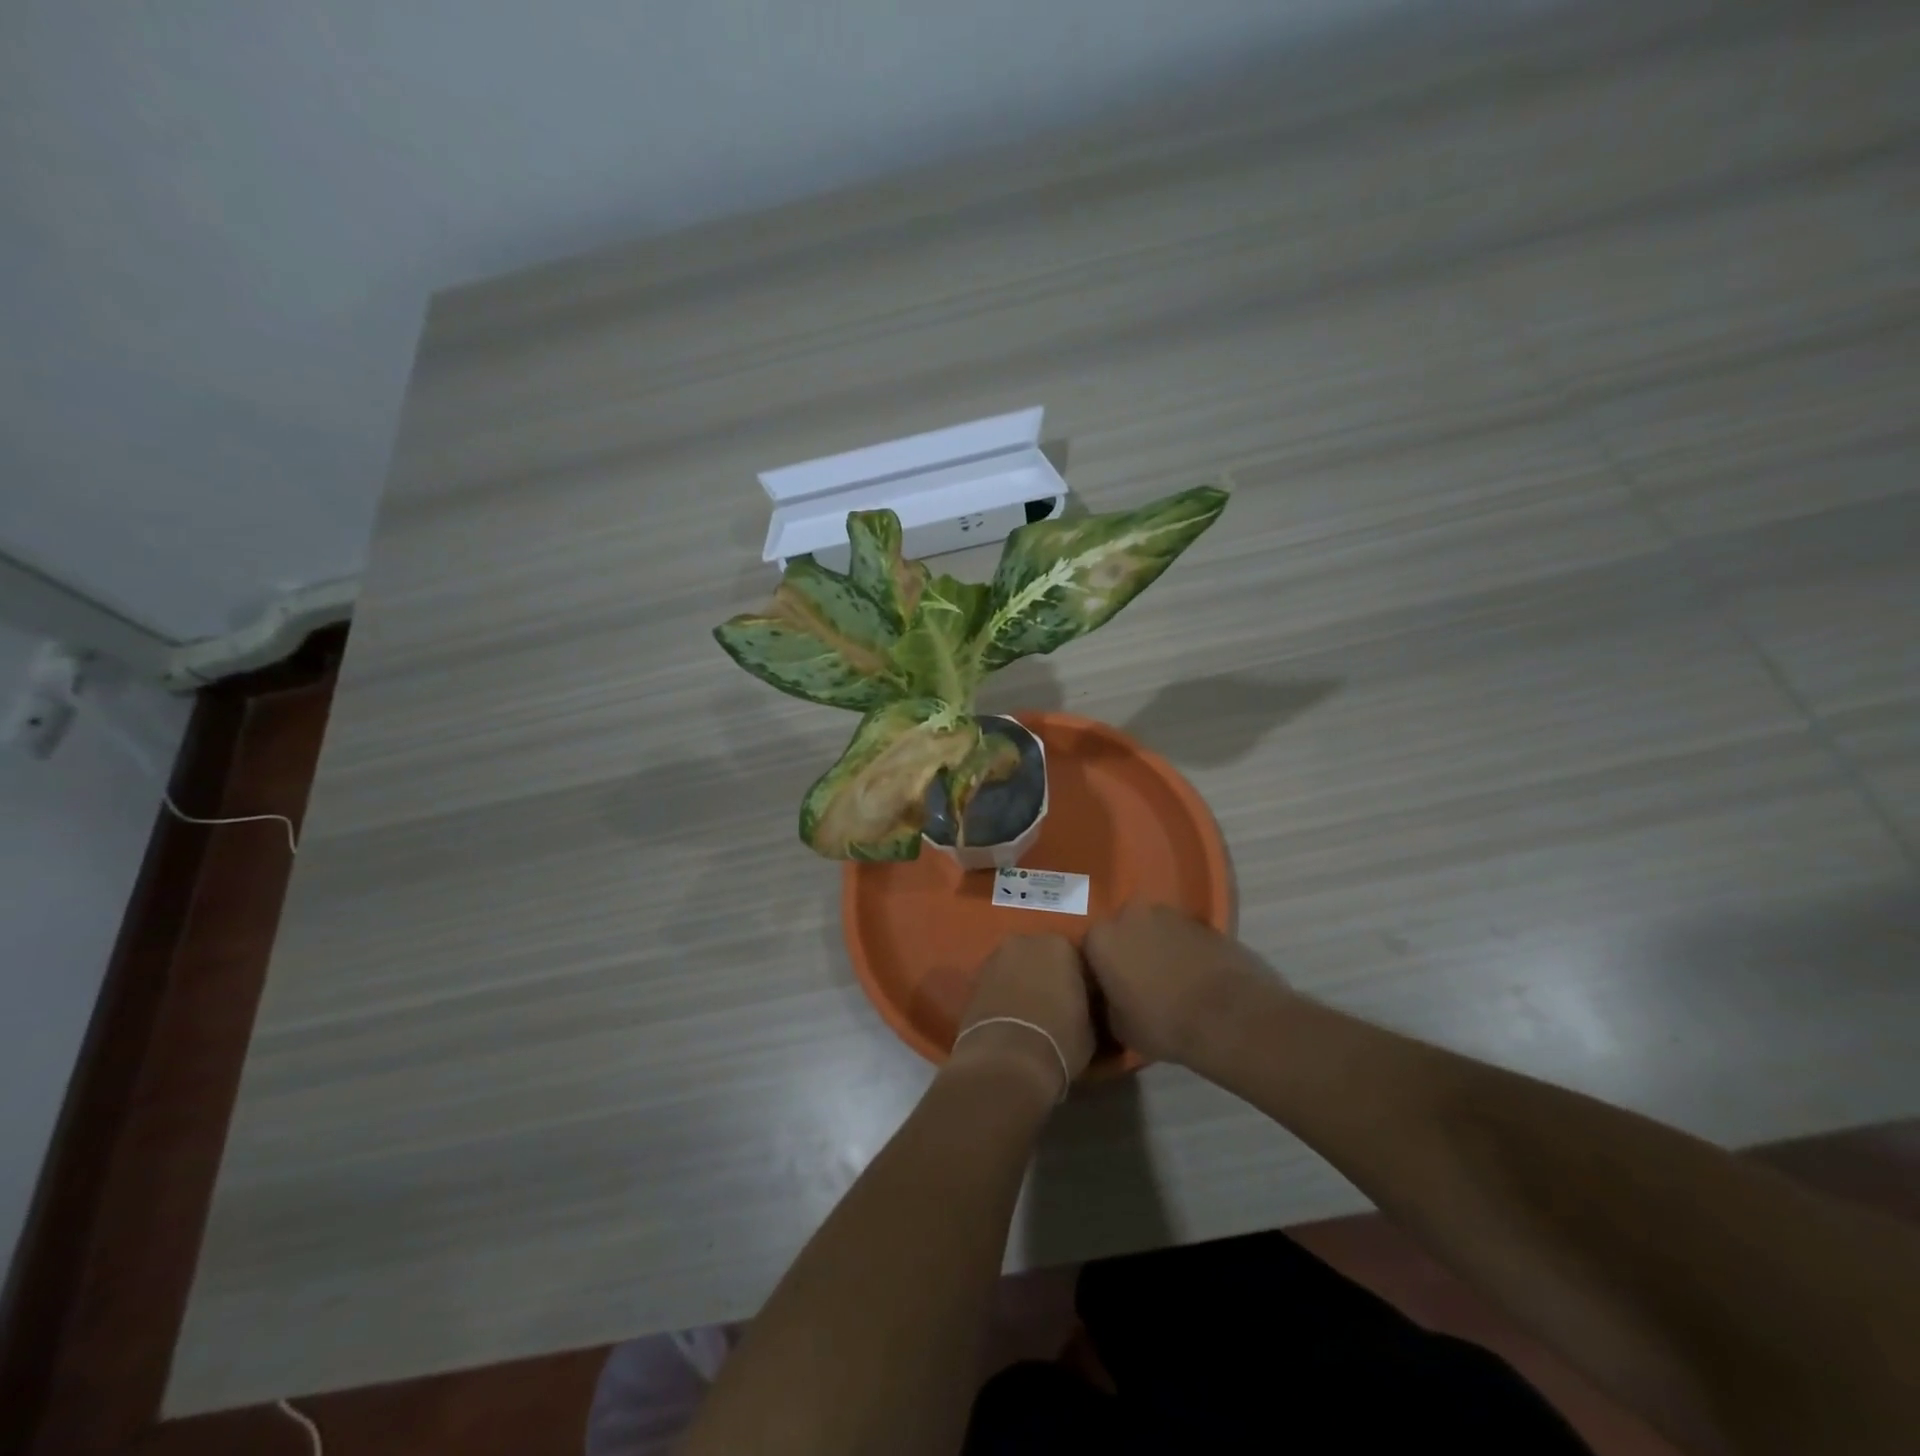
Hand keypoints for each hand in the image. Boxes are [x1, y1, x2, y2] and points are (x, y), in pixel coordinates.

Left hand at [949, 936, 1095, 1099]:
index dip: (1078, 981)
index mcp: (1059, 945)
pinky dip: (1001, 994)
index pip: (1075, 958)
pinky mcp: (973, 979)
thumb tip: (1084, 1006)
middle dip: (1046, 975)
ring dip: (1021, 982)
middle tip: (1054, 1005)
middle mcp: (1024, 941)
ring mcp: (994, 958)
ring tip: (1029, 1014)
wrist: (1007, 1060)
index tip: (1081, 1002)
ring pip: (1015, 967)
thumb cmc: (1060, 1039)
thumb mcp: (1091, 1026)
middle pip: (1040, 956)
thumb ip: (1087, 1004)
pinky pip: (996, 983)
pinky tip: (1009, 1018)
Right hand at [1083, 903, 1288, 1066]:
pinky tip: (1194, 977)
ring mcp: (1170, 913)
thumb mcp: (1119, 1027)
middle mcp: (1130, 914)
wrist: (1228, 1016)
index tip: (1107, 990)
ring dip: (1157, 947)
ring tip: (1169, 980)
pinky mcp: (1203, 921)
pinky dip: (1184, 950)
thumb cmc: (1162, 1022)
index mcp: (1101, 937)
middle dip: (1128, 950)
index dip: (1098, 970)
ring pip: (1154, 929)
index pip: (1089, 949)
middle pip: (1122, 931)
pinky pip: (1183, 936)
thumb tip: (1109, 999)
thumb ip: (1106, 1004)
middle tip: (1137, 982)